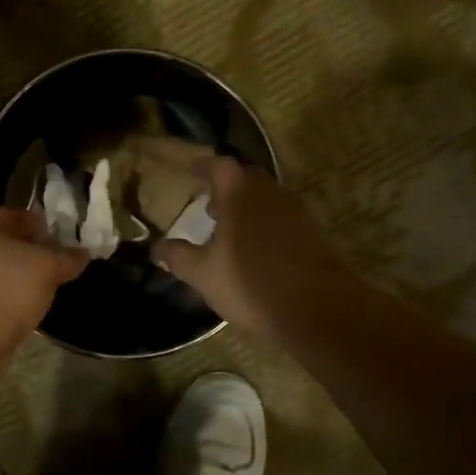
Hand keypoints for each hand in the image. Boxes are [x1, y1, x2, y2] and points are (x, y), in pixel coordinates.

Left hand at [0, 207, 89, 346]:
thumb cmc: (9, 289)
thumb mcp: (48, 267)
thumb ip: (66, 257)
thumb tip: (82, 253)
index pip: (8, 214)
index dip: (31, 219)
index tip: (52, 230)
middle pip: (1, 244)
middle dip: (26, 250)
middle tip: (52, 260)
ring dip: (16, 277)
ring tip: (43, 287)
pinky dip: (7, 299)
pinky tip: (24, 310)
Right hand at [150, 158, 349, 337]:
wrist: (318, 309)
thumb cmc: (251, 283)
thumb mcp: (202, 274)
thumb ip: (177, 257)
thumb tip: (157, 248)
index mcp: (239, 193)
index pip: (218, 165)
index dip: (202, 167)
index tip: (190, 171)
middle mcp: (269, 193)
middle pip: (245, 178)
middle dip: (225, 188)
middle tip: (208, 204)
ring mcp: (295, 212)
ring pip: (265, 199)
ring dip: (246, 207)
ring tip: (228, 229)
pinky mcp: (312, 234)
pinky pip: (280, 219)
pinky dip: (263, 225)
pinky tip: (254, 250)